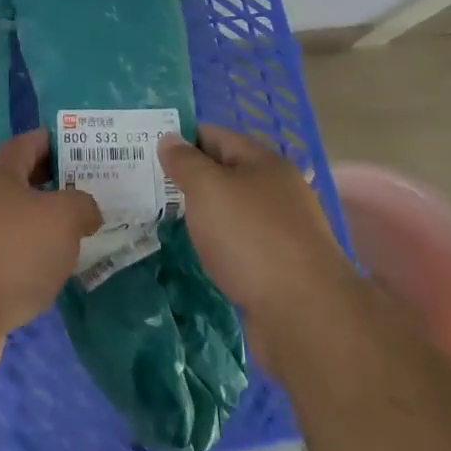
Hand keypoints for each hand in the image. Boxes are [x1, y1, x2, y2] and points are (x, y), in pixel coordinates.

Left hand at [0, 129, 102, 379]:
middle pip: (26, 182)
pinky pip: (15, 258)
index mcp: (0, 172)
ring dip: (50, 227)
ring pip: (22, 223)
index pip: (31, 142)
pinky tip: (58, 273)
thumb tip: (85, 210)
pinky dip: (37, 262)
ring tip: (87, 234)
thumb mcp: (61, 217)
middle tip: (99, 193)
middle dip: (60, 186)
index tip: (91, 150)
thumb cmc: (10, 251)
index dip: (60, 141)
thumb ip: (81, 205)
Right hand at [158, 124, 355, 364]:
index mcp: (264, 163)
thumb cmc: (251, 237)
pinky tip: (198, 252)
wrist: (305, 314)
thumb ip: (185, 162)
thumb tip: (169, 138)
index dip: (181, 138)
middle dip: (189, 177)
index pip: (215, 136)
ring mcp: (282, 231)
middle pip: (225, 173)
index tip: (145, 149)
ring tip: (164, 218)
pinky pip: (239, 244)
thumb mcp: (208, 189)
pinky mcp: (280, 267)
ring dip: (203, 213)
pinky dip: (218, 244)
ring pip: (232, 211)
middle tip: (147, 185)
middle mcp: (277, 191)